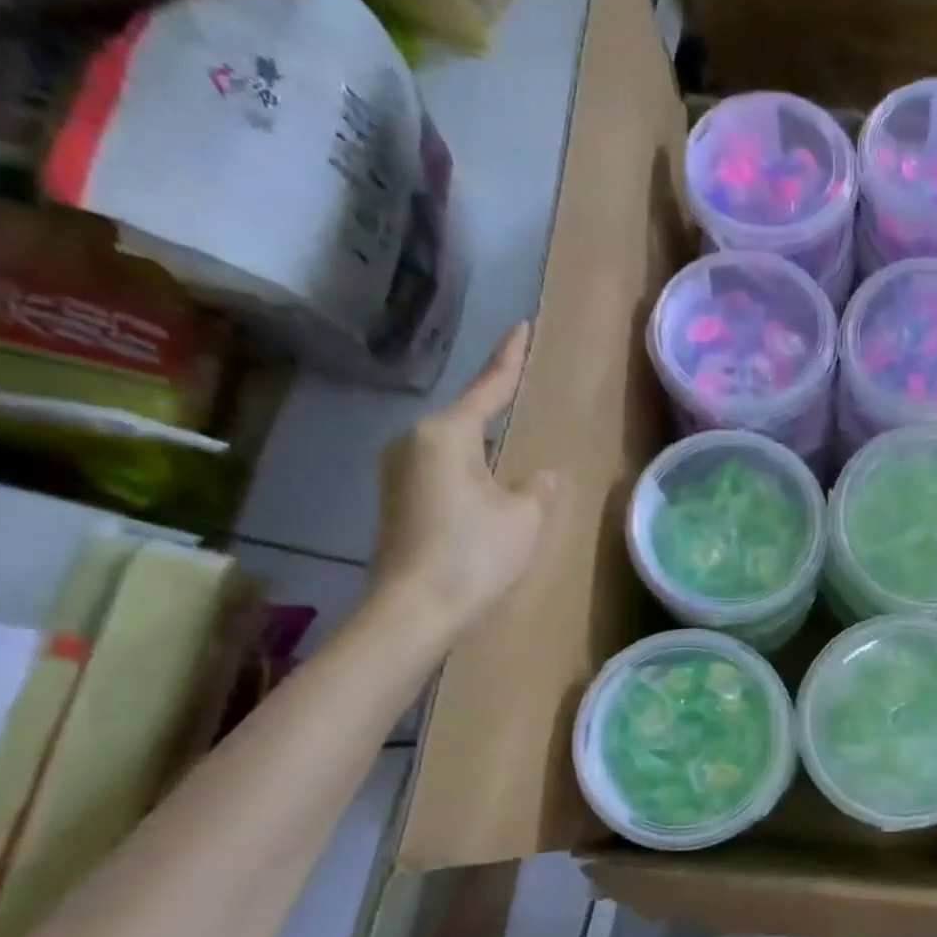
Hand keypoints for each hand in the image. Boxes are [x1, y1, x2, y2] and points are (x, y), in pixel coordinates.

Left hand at [370, 323, 557, 639]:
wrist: (415, 609)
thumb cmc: (475, 553)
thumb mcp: (524, 516)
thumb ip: (536, 487)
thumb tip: (539, 476)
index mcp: (447, 434)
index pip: (488, 387)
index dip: (509, 359)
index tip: (520, 327)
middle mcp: (414, 442)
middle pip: (465, 419)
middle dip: (494, 413)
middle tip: (520, 400)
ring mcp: (399, 472)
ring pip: (453, 448)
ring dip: (482, 452)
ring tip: (510, 460)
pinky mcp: (396, 500)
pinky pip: (442, 472)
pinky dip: (468, 475)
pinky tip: (487, 493)